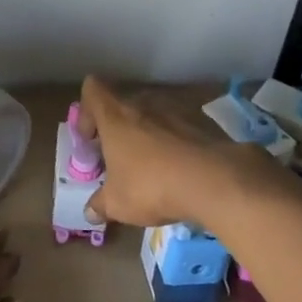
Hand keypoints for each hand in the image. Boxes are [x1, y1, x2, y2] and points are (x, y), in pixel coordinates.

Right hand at [76, 76, 290, 230]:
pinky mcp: (203, 123)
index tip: (92, 139)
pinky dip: (176, 143)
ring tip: (153, 167)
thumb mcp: (118, 203)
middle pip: (124, 104)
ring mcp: (176, 110)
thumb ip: (100, 205)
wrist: (214, 181)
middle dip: (119, 129)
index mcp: (116, 116)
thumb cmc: (152, 186)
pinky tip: (181, 171)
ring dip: (149, 135)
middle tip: (120, 159)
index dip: (87, 111)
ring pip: (153, 115)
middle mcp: (144, 104)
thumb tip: (90, 211)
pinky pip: (180, 128)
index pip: (93, 90)